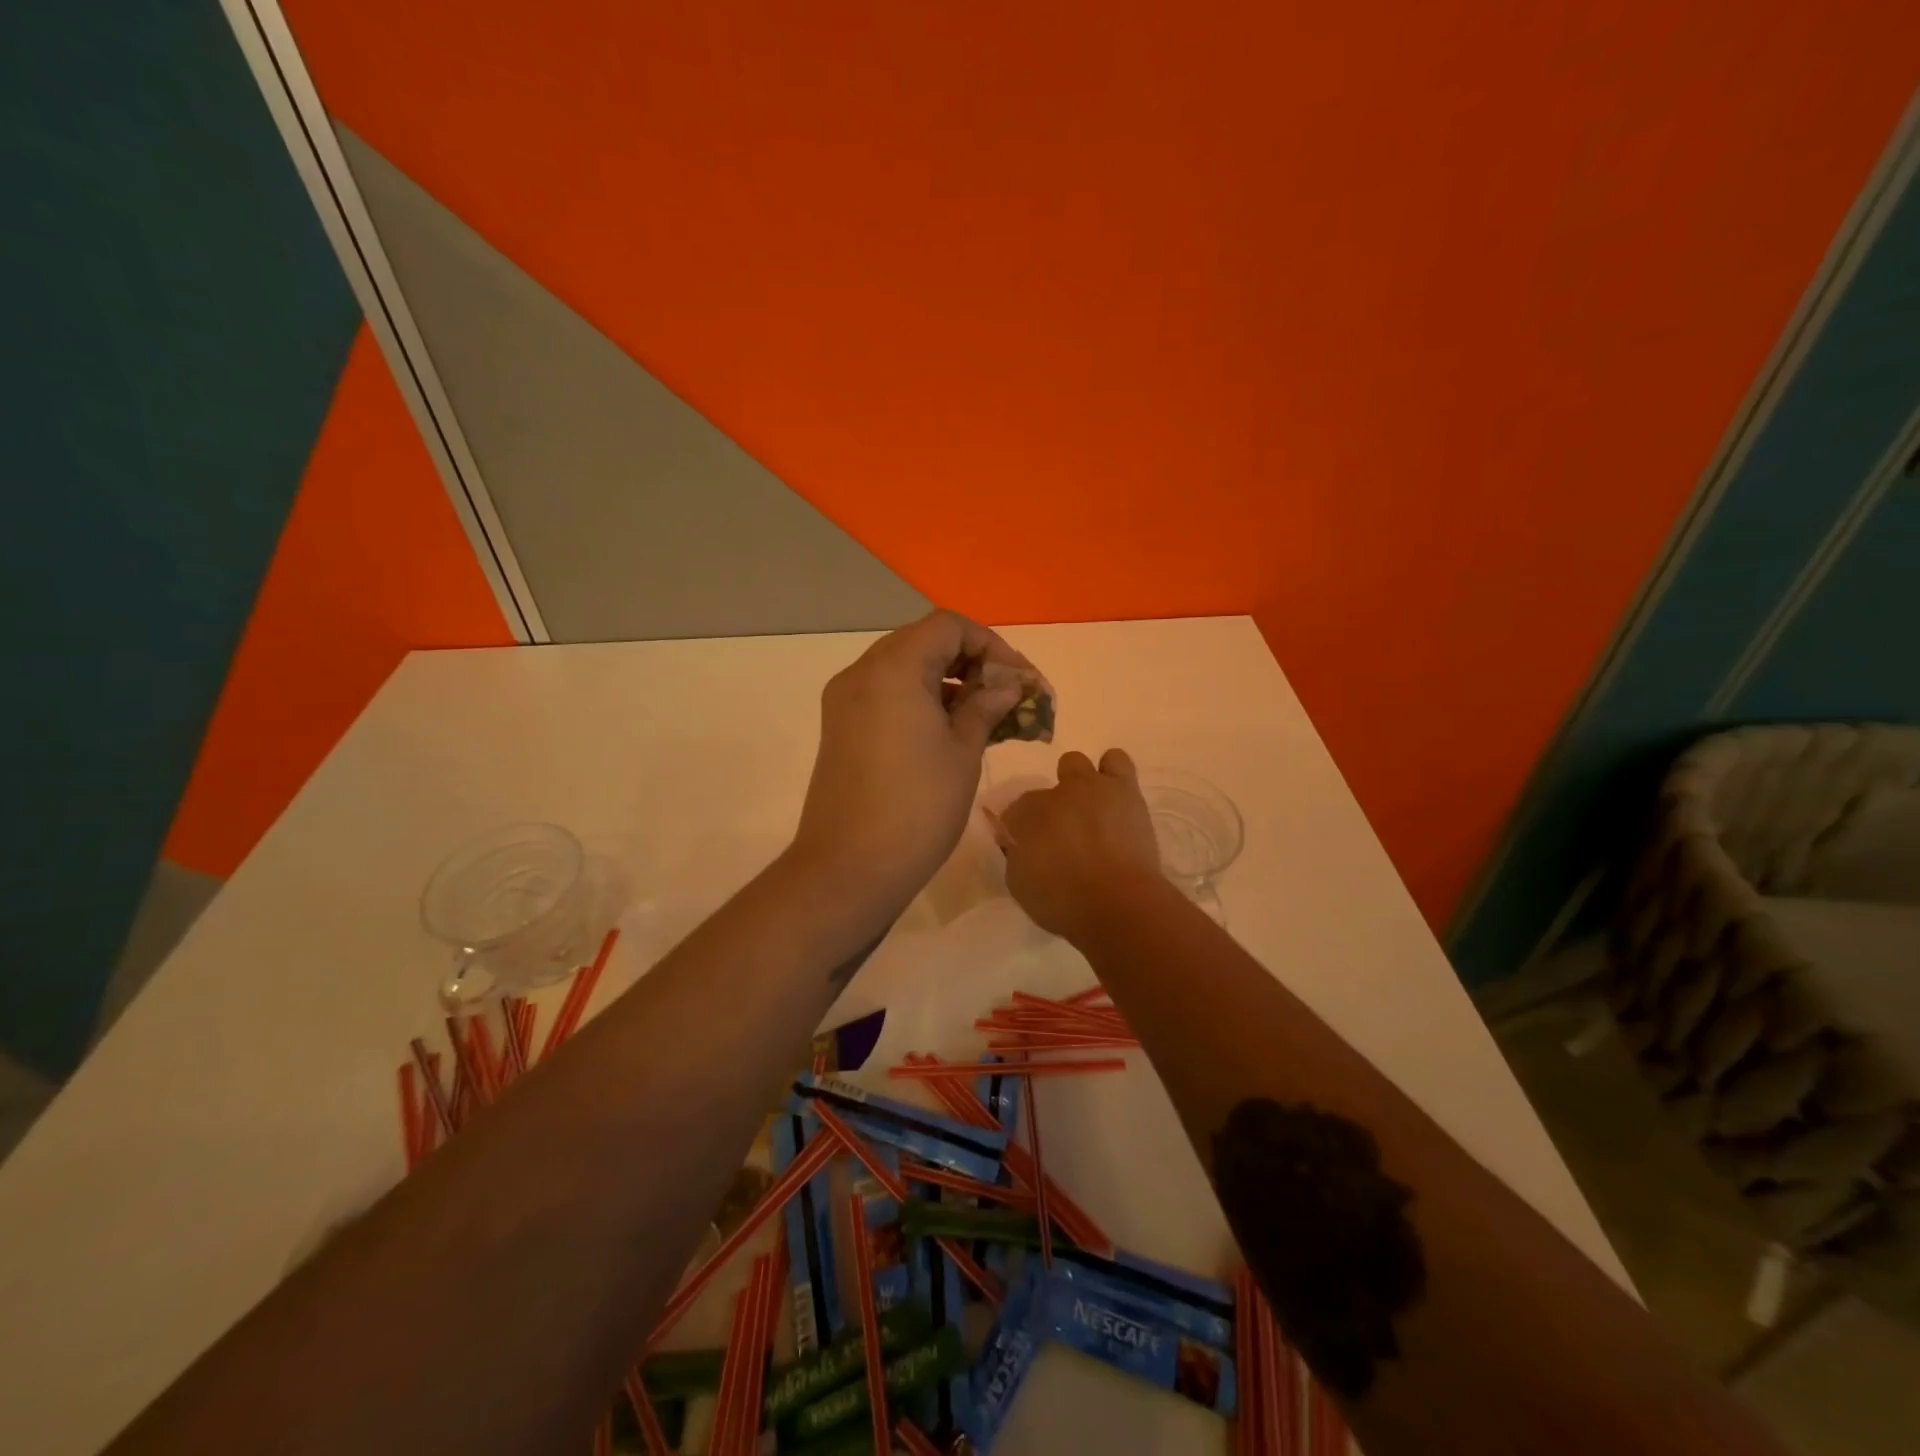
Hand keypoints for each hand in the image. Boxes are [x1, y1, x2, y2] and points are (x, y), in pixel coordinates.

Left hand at [790, 611, 1029, 918]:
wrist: (849, 868)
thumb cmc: (917, 806)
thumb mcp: (963, 751)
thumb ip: (986, 706)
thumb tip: (1007, 683)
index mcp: (893, 667)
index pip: (948, 626)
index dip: (991, 644)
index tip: (1018, 680)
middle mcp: (862, 672)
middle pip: (924, 642)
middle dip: (971, 662)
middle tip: (1007, 696)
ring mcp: (845, 700)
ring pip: (905, 670)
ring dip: (947, 682)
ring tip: (986, 716)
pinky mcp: (840, 728)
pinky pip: (886, 695)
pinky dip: (920, 700)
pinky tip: (950, 731)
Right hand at [1001, 748, 1164, 940]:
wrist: (1116, 903)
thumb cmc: (1062, 903)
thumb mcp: (1021, 886)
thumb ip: (1018, 857)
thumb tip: (1021, 847)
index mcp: (1022, 817)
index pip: (1013, 815)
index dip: (1021, 833)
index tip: (1030, 850)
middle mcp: (1052, 795)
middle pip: (1042, 790)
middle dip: (1047, 807)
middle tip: (1061, 832)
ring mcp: (1088, 787)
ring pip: (1075, 763)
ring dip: (1078, 783)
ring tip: (1091, 808)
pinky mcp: (1124, 790)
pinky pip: (1116, 762)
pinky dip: (1112, 773)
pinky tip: (1116, 796)